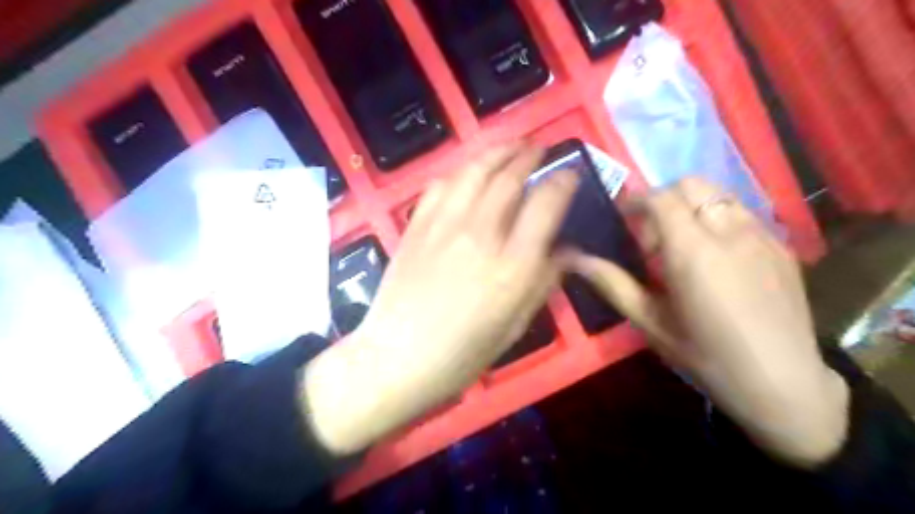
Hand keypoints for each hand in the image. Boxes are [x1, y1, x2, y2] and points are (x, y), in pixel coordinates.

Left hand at [307, 141, 578, 452]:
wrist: (396, 357)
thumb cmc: (462, 353)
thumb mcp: (515, 325)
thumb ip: (544, 281)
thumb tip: (566, 251)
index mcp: (512, 265)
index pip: (546, 203)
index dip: (563, 181)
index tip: (570, 174)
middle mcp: (481, 235)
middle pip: (510, 176)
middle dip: (530, 154)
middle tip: (541, 147)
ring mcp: (444, 225)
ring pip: (474, 170)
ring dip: (497, 151)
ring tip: (511, 146)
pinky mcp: (416, 225)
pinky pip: (441, 184)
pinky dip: (461, 171)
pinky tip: (469, 172)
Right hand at [567, 178, 850, 467]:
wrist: (785, 386)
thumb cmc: (706, 357)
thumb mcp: (650, 323)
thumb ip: (612, 283)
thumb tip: (575, 258)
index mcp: (693, 252)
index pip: (661, 198)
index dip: (637, 201)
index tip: (624, 219)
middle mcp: (730, 231)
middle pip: (692, 184)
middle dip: (664, 198)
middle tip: (653, 235)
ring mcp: (762, 235)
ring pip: (719, 194)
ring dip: (692, 207)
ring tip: (685, 244)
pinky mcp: (782, 246)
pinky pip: (742, 213)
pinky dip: (718, 219)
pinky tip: (717, 256)